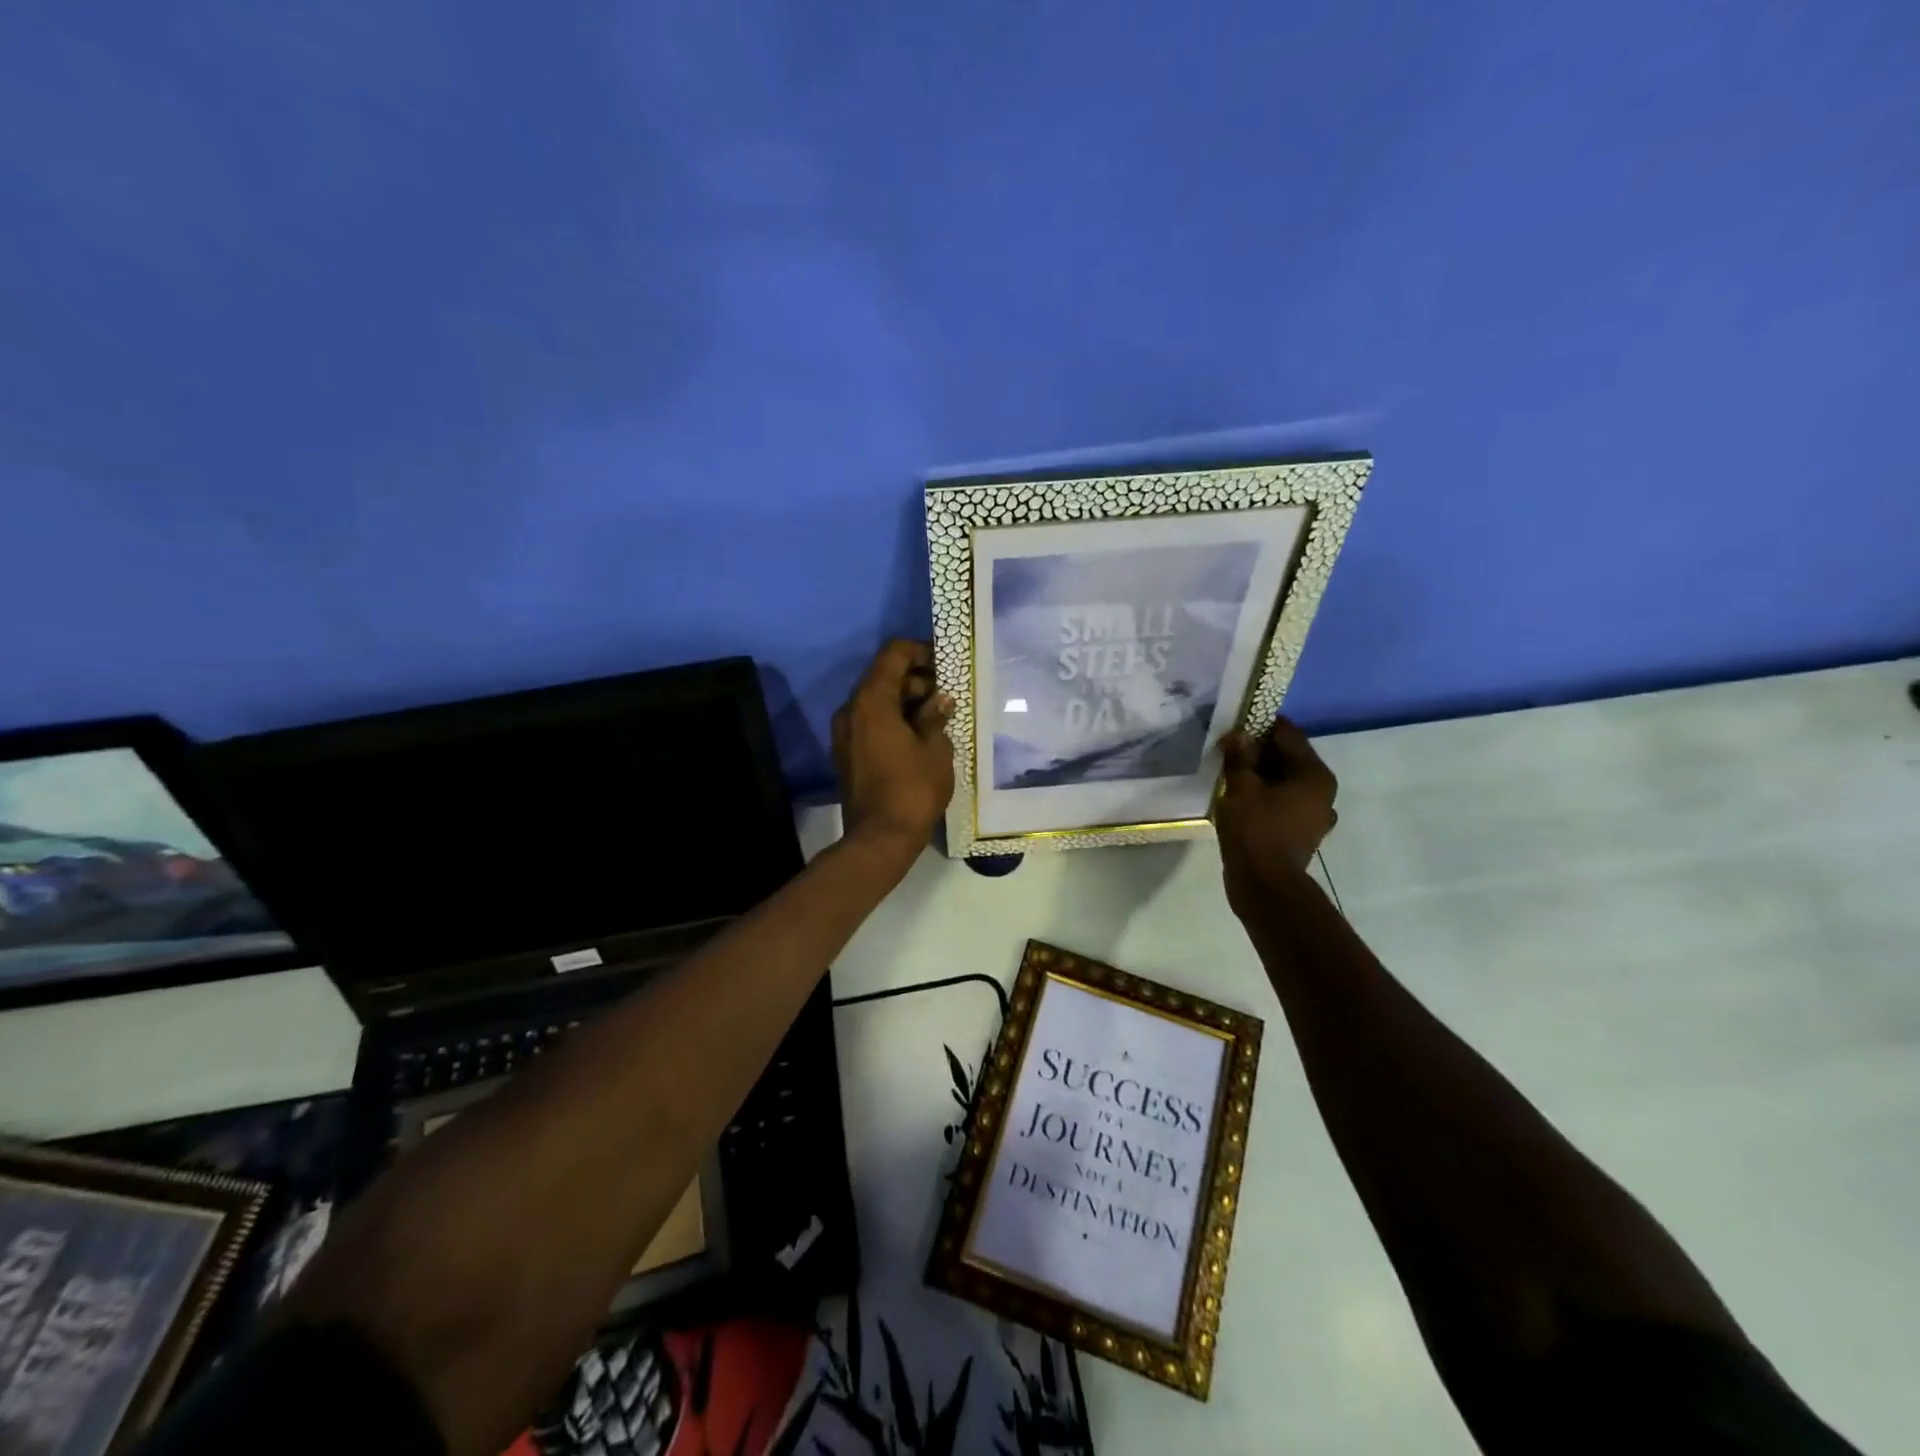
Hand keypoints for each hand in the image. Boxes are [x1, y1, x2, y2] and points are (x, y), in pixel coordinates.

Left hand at [832, 640, 955, 857]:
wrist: (880, 838)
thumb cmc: (913, 789)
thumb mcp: (935, 748)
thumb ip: (935, 716)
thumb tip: (940, 699)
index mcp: (872, 701)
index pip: (893, 654)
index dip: (920, 651)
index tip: (944, 663)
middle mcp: (851, 710)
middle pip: (882, 677)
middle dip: (915, 678)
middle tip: (945, 694)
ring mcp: (845, 733)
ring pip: (876, 701)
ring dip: (904, 700)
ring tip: (937, 716)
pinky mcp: (846, 752)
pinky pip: (870, 722)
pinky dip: (892, 719)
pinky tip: (918, 735)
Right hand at [1215, 717, 1338, 914]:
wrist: (1265, 886)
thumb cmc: (1255, 831)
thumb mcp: (1240, 788)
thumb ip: (1240, 756)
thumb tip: (1238, 734)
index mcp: (1314, 774)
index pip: (1288, 733)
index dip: (1259, 725)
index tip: (1233, 725)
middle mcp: (1323, 790)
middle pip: (1289, 757)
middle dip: (1258, 751)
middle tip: (1227, 750)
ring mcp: (1316, 814)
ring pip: (1286, 781)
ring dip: (1261, 775)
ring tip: (1231, 775)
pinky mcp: (1303, 832)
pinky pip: (1284, 802)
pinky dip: (1266, 797)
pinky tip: (1243, 801)